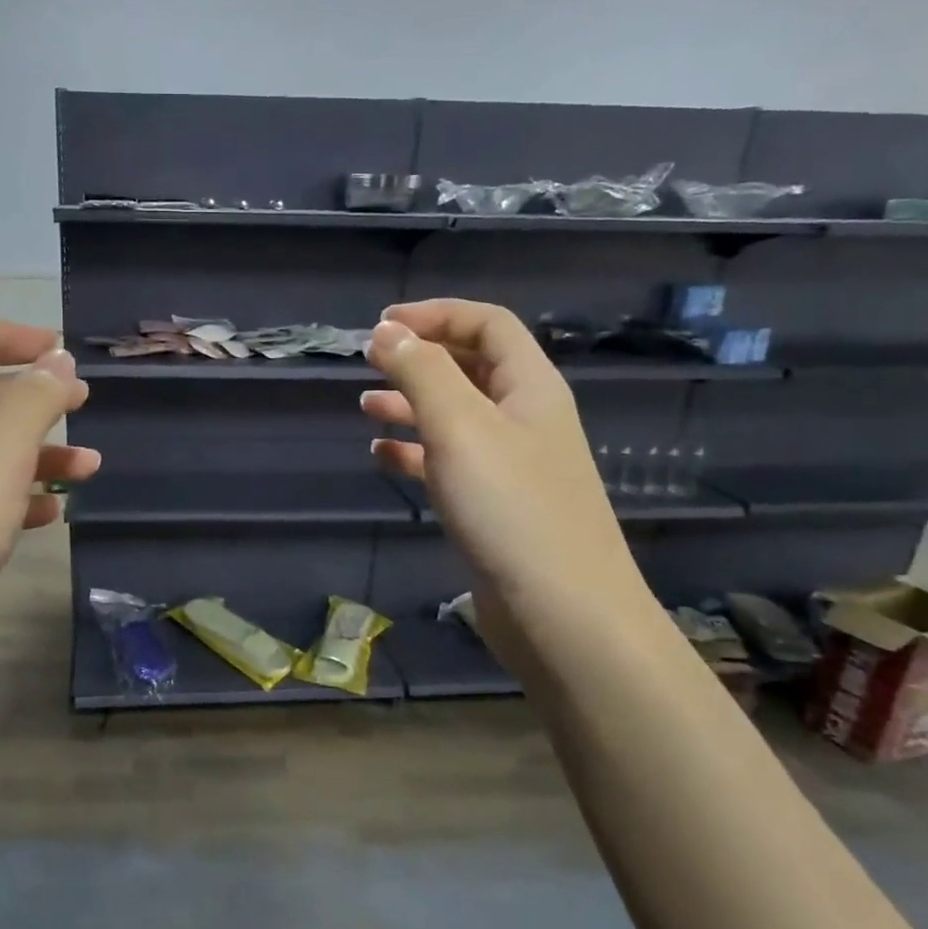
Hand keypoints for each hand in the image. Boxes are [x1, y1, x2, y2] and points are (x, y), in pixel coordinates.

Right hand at [360, 299, 644, 623]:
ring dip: (412, 404)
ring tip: (366, 407)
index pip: (488, 325)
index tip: (381, 326)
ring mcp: (511, 466)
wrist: (562, 613)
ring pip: (456, 417)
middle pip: (472, 367)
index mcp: (531, 387)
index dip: (437, 314)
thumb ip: (421, 372)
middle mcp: (525, 418)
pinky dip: (416, 452)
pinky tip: (383, 456)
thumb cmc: (511, 508)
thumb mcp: (460, 426)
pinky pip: (450, 463)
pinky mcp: (494, 507)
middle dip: (421, 358)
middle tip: (369, 362)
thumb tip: (386, 331)